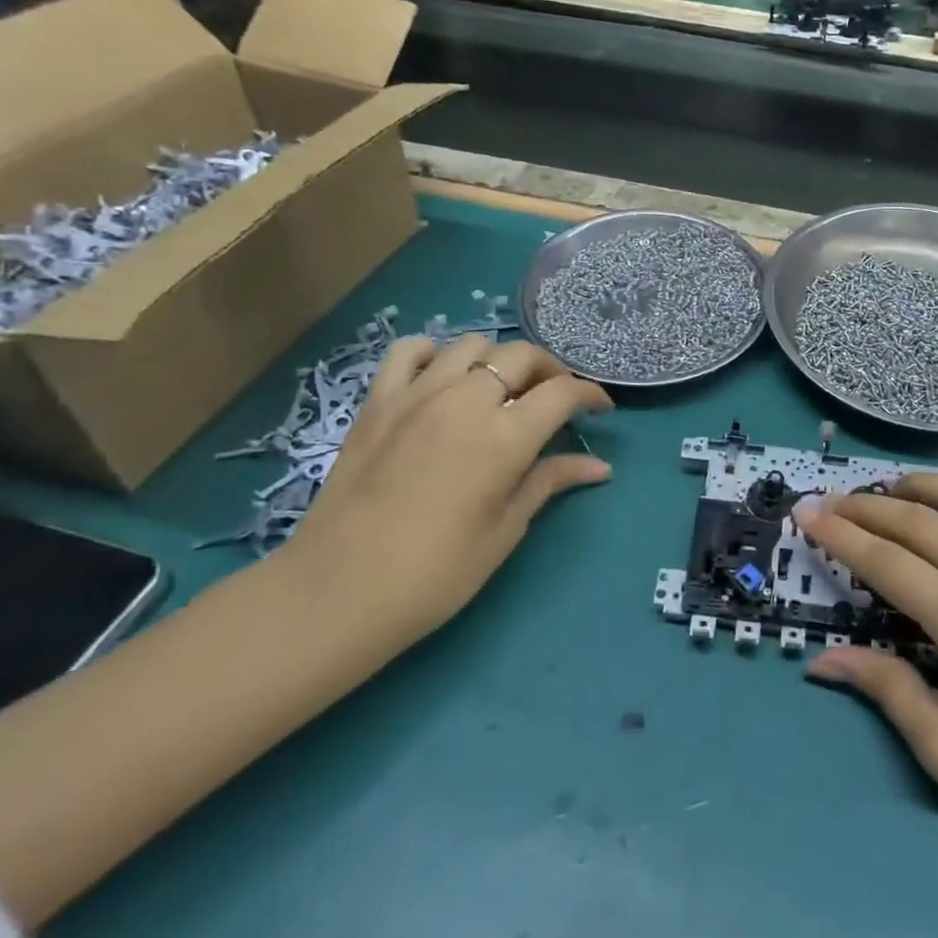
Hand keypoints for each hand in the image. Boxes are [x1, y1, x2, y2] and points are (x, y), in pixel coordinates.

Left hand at [291, 335, 612, 634]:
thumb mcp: (505, 530)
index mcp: (504, 438)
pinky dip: (435, 353)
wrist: (338, 591)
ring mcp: (416, 395)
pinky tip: (442, 377)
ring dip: (497, 360)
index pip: (562, 392)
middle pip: (521, 356)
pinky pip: (409, 351)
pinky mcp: (377, 401)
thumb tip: (599, 467)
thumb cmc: (435, 573)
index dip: (590, 394)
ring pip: (471, 345)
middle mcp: (465, 401)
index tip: (600, 408)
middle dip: (550, 370)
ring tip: (501, 388)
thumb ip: (549, 482)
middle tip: (555, 398)